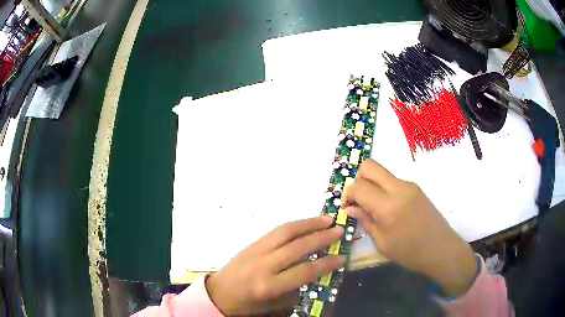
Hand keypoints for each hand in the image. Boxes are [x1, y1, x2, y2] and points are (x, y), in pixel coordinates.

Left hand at [206, 216, 344, 315]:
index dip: (326, 264)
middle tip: (340, 231)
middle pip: (297, 247)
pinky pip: (276, 230)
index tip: (342, 257)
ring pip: (286, 232)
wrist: (218, 293)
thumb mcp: (273, 305)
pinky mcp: (252, 243)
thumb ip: (295, 290)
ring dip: (309, 224)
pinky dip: (294, 225)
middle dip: (321, 238)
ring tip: (327, 220)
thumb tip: (316, 273)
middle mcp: (263, 265)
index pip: (304, 272)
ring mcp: (256, 251)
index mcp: (268, 286)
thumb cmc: (247, 304)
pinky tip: (306, 223)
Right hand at [343, 159, 477, 296]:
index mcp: (387, 206)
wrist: (441, 249)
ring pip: (382, 172)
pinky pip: (393, 180)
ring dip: (372, 184)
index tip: (347, 207)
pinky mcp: (416, 188)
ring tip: (373, 207)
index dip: (348, 194)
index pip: (359, 186)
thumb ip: (365, 221)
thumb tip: (351, 208)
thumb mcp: (382, 242)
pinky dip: (384, 188)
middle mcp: (398, 188)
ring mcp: (409, 185)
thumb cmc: (410, 252)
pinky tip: (388, 208)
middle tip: (359, 199)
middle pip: (370, 165)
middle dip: (358, 179)